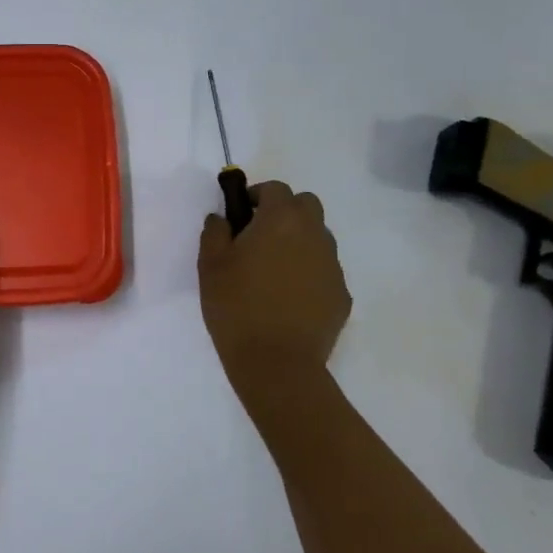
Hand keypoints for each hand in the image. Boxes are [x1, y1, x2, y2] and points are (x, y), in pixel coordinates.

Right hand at [198, 180, 351, 404]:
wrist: (277, 363)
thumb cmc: (236, 306)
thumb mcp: (210, 265)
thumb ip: (215, 231)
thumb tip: (222, 218)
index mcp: (281, 220)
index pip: (275, 188)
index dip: (257, 195)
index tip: (240, 213)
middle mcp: (314, 234)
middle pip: (306, 205)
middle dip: (285, 211)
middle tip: (259, 235)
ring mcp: (332, 265)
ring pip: (318, 237)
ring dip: (298, 241)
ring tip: (274, 270)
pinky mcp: (342, 295)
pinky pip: (324, 270)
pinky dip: (308, 272)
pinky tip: (289, 298)